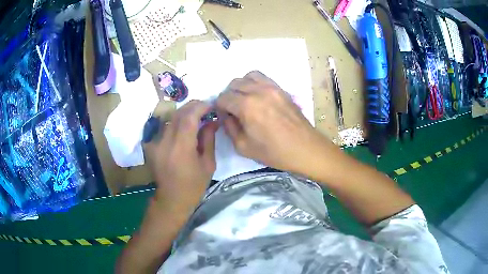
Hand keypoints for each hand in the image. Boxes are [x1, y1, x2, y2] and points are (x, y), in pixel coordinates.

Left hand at [145, 100, 218, 216]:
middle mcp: (166, 142)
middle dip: (193, 107)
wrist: (172, 199)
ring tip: (196, 116)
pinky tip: (183, 129)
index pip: (189, 117)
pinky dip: (176, 123)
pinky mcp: (152, 146)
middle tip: (206, 108)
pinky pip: (165, 128)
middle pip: (178, 114)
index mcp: (181, 148)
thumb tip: (212, 121)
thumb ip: (208, 140)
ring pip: (170, 118)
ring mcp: (156, 143)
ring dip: (184, 114)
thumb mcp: (208, 164)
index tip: (212, 105)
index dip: (201, 107)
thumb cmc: (194, 185)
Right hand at [216, 71, 328, 172]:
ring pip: (248, 76)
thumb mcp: (243, 146)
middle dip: (229, 96)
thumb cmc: (274, 152)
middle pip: (234, 84)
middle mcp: (258, 91)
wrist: (305, 148)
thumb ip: (229, 127)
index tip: (223, 116)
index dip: (219, 107)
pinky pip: (263, 78)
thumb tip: (226, 115)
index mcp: (247, 106)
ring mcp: (272, 87)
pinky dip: (255, 83)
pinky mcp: (282, 89)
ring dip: (242, 86)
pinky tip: (257, 96)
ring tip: (245, 100)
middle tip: (233, 110)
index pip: (223, 97)